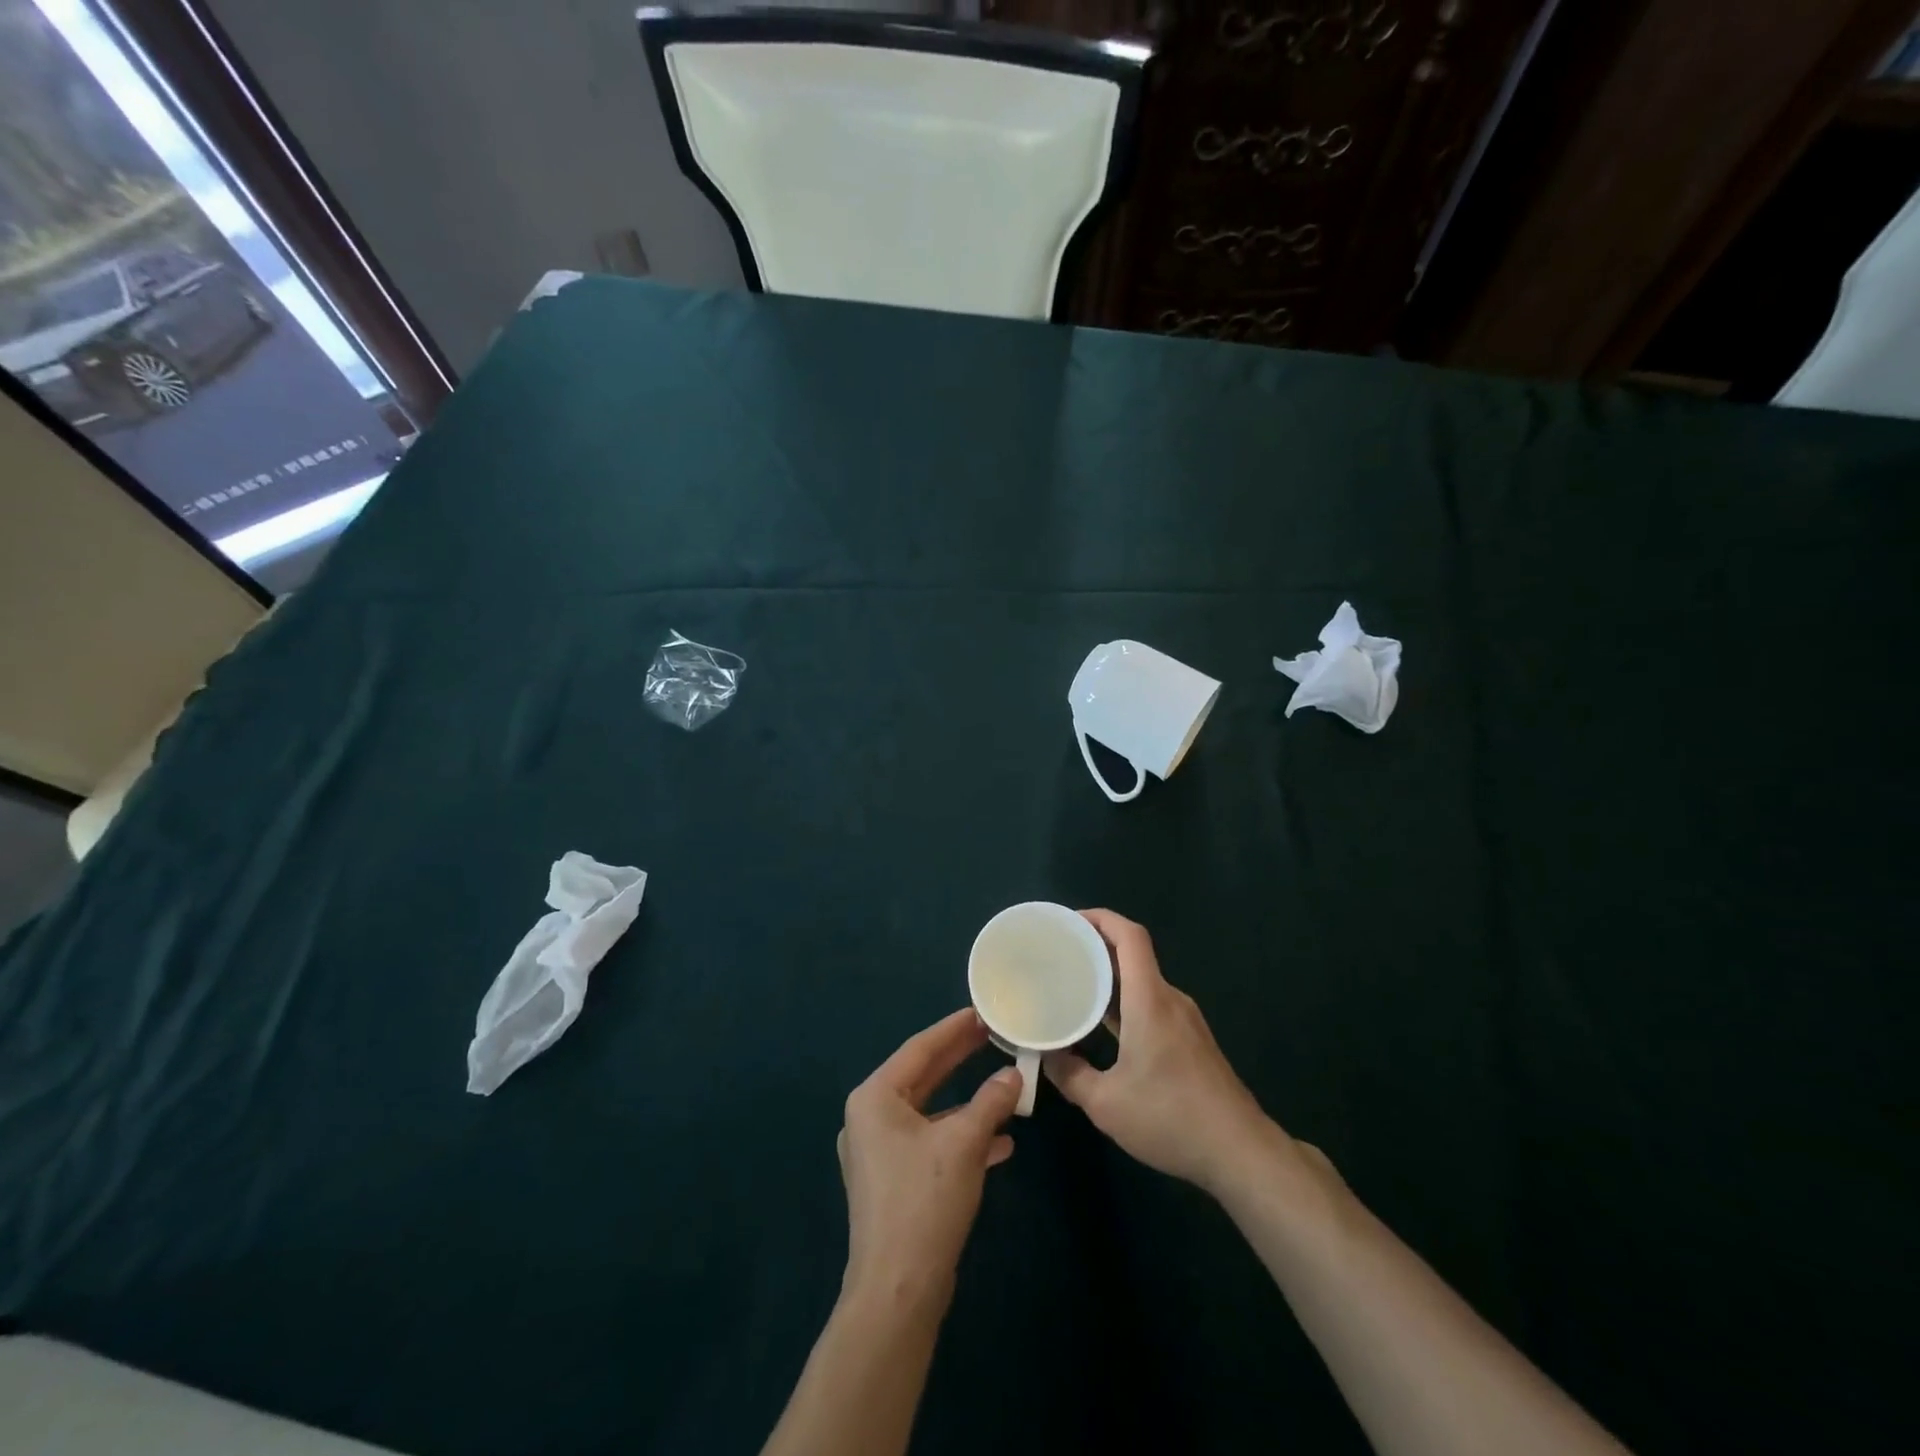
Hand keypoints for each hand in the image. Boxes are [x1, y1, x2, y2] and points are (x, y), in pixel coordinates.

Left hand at [837, 1009, 1022, 1302]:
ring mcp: (879, 1152)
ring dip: (967, 1102)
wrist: (897, 1292)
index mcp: (874, 1098)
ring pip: (930, 1112)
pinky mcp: (893, 1181)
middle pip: (923, 1076)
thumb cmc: (924, 1202)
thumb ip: (990, 1102)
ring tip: (1004, 1084)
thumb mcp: (964, 1144)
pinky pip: (930, 1142)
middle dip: (960, 1059)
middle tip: (993, 1035)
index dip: (953, 1029)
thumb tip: (1014, 1075)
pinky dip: (961, 1137)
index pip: (919, 1049)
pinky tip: (1000, 1143)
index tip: (981, 1012)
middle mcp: (870, 1118)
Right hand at [1045, 909, 1282, 1194]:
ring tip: (1074, 985)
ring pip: (1142, 982)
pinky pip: (1152, 1004)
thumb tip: (1045, 1056)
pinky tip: (1104, 1025)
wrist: (1240, 1152)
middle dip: (1096, 947)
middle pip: (1133, 955)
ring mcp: (1185, 1020)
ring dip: (1110, 977)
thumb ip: (1070, 1075)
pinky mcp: (1192, 1040)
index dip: (1100, 918)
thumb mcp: (1106, 1104)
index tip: (1069, 922)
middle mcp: (1170, 999)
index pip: (1130, 936)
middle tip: (1059, 955)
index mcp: (1150, 1000)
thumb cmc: (1170, 1118)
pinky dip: (1125, 1002)